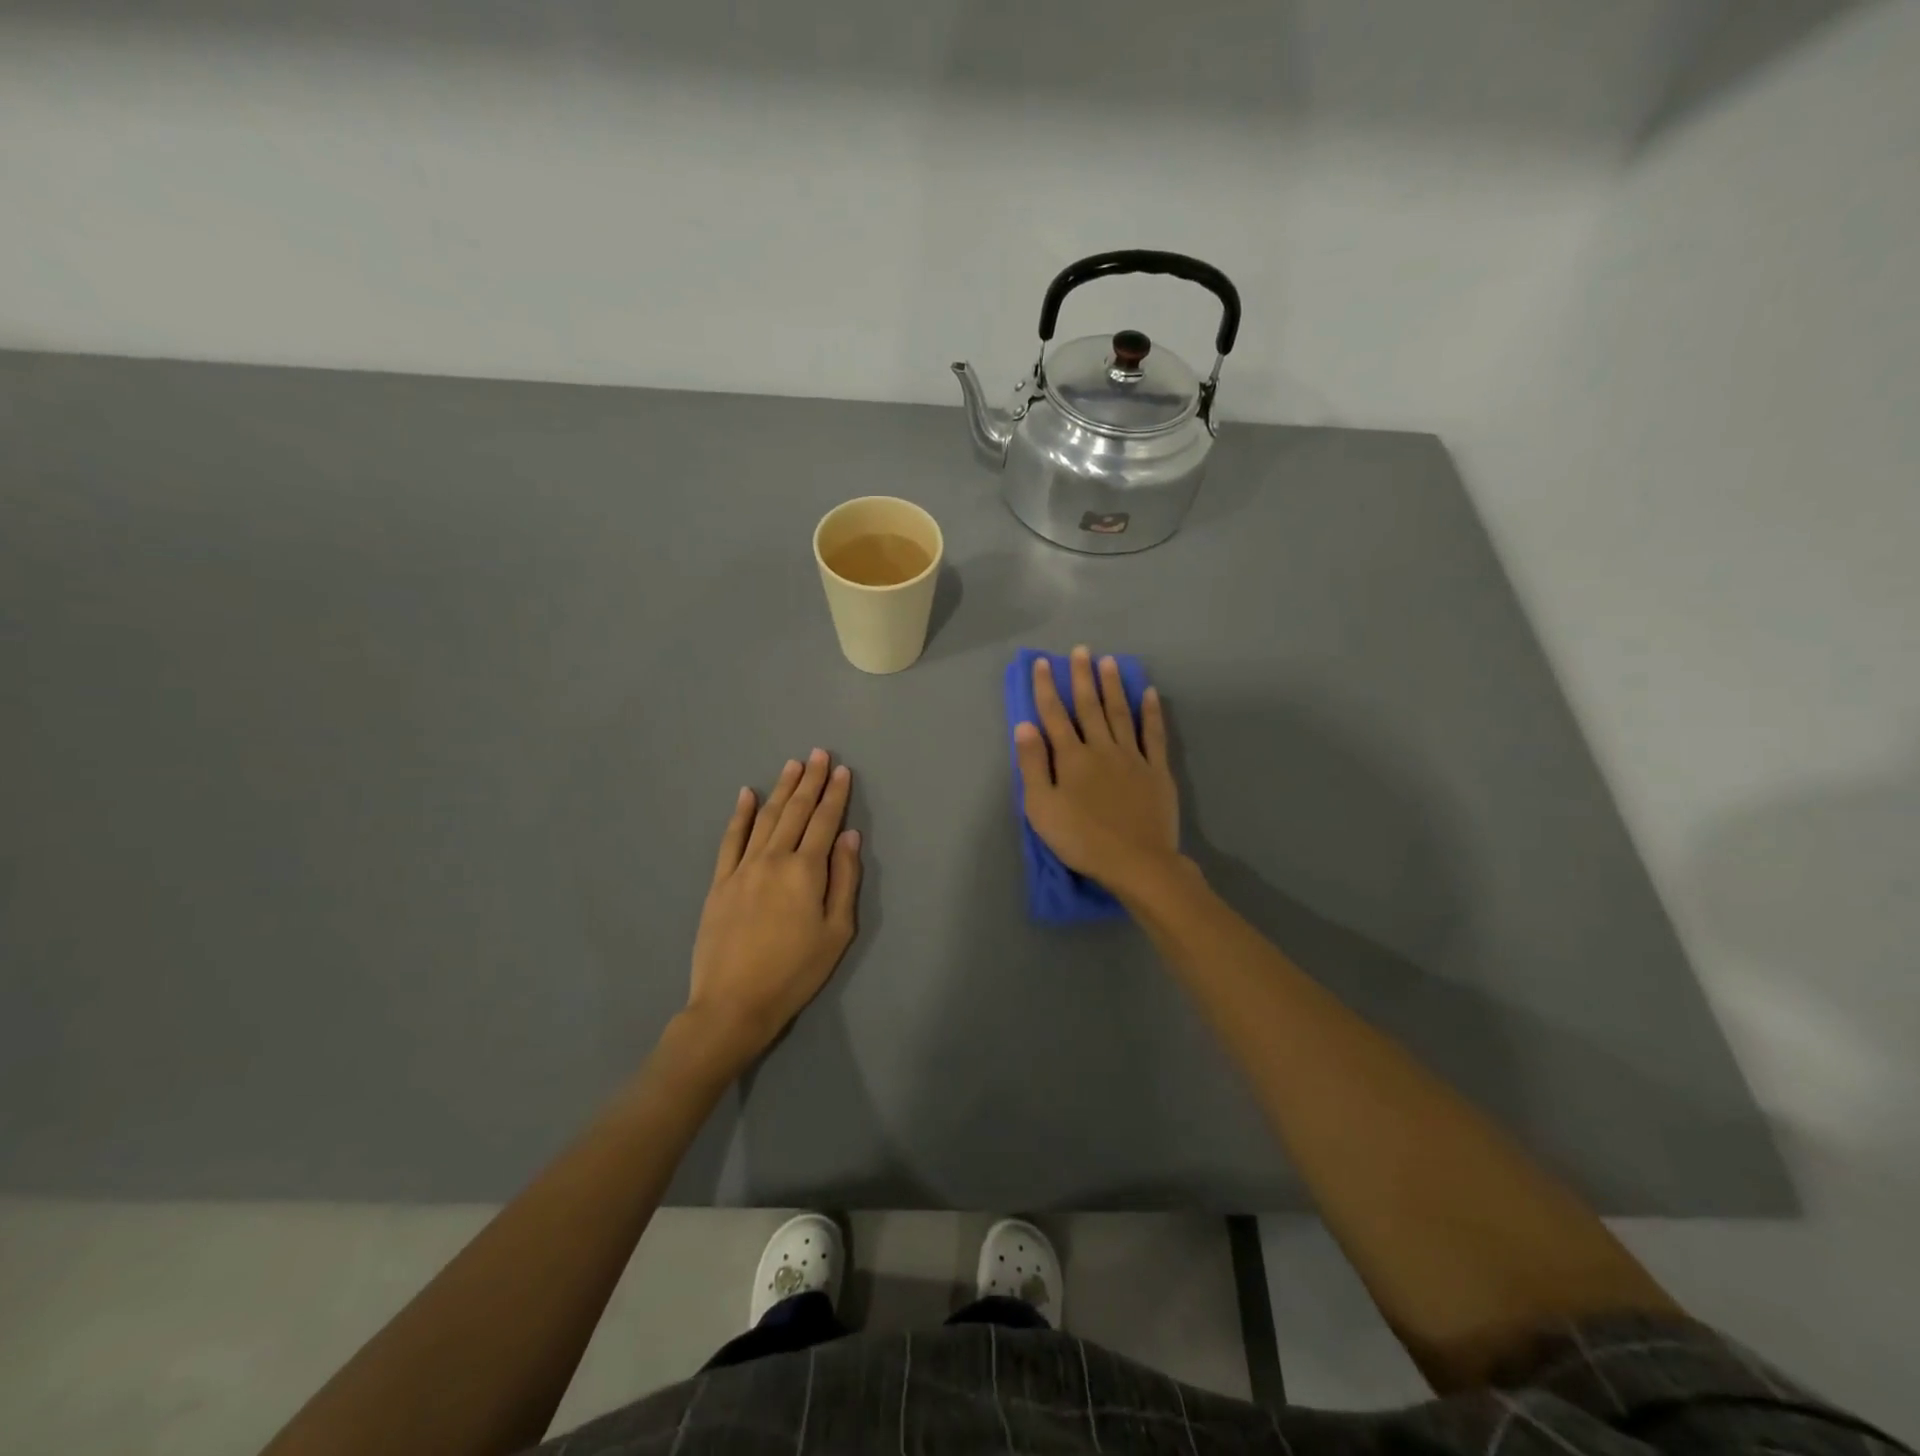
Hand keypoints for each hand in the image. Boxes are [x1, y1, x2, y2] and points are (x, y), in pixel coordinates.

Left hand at [684, 749, 862, 1065]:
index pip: (824, 822)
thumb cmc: (795, 972)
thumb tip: (849, 836)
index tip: (842, 770)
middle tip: (819, 753)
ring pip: (765, 818)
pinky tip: (747, 795)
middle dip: (810, 780)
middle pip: (795, 811)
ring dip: (781, 789)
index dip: (835, 795)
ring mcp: (742, 868)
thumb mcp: (836, 932)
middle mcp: (773, 859)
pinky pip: (731, 839)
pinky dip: (740, 815)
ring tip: (792, 765)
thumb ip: (844, 880)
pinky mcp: (719, 881)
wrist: (733, 1004)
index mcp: (805, 871)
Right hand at [1013, 645, 1181, 897]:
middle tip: (1082, 650)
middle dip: (1082, 677)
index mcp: (1071, 757)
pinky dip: (1151, 712)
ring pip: (1120, 713)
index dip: (1046, 687)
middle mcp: (1101, 748)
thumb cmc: (1081, 839)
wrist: (1136, 862)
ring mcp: (1132, 757)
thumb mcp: (1042, 808)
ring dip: (1113, 686)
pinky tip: (1149, 694)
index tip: (1042, 663)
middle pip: (1089, 706)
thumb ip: (1033, 765)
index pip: (1054, 715)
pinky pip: (1154, 734)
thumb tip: (1024, 725)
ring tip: (1109, 662)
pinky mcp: (1156, 771)